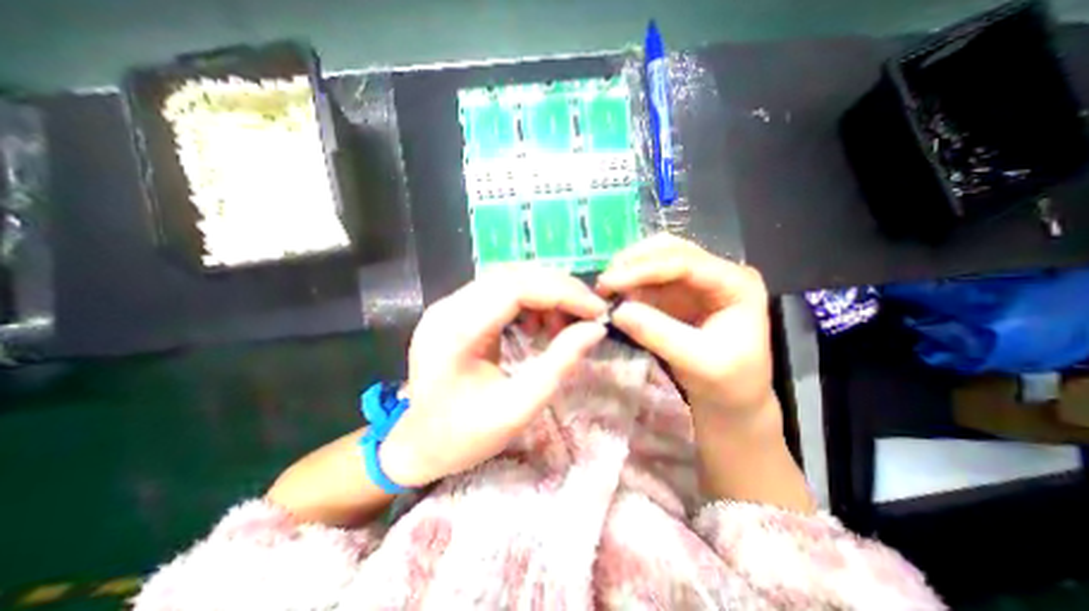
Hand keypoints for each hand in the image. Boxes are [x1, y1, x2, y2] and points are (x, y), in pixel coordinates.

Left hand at [379, 264, 603, 486]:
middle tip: (589, 311)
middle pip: (512, 276)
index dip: (562, 293)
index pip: (516, 289)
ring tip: (565, 321)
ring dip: (544, 292)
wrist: (415, 444)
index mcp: (456, 333)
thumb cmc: (463, 436)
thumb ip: (558, 364)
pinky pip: (499, 290)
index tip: (596, 310)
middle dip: (558, 288)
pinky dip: (529, 300)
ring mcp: (448, 305)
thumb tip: (595, 329)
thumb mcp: (518, 408)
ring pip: (508, 278)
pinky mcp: (455, 310)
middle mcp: (448, 307)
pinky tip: (539, 324)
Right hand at [600, 236, 810, 513]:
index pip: (685, 263)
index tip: (609, 281)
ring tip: (603, 290)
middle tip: (602, 283)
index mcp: (736, 284)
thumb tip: (619, 310)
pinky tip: (613, 297)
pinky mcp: (678, 298)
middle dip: (633, 263)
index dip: (644, 268)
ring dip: (629, 272)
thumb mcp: (700, 364)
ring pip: (656, 262)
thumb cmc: (730, 389)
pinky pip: (649, 281)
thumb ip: (660, 333)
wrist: (733, 407)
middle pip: (670, 252)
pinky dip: (629, 286)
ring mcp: (696, 286)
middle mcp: (717, 276)